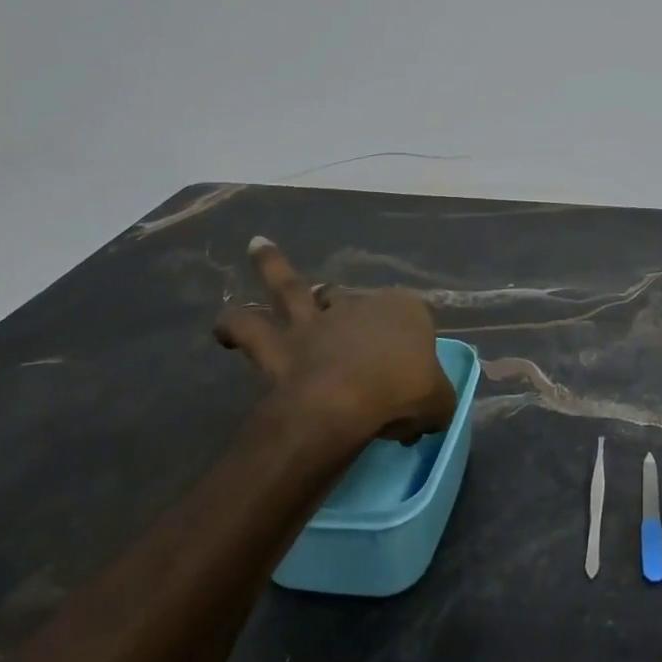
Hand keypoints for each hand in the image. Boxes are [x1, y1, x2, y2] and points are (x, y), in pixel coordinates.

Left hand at [214, 236, 456, 444]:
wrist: (345, 403)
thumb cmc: (402, 394)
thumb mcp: (439, 403)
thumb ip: (436, 404)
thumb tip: (427, 416)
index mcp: (406, 311)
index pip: (414, 319)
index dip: (413, 345)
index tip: (410, 377)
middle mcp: (360, 305)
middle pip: (357, 302)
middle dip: (352, 308)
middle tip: (349, 323)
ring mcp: (318, 320)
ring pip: (293, 289)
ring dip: (272, 267)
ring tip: (257, 246)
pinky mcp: (282, 343)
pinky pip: (251, 329)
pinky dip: (234, 326)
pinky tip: (222, 330)